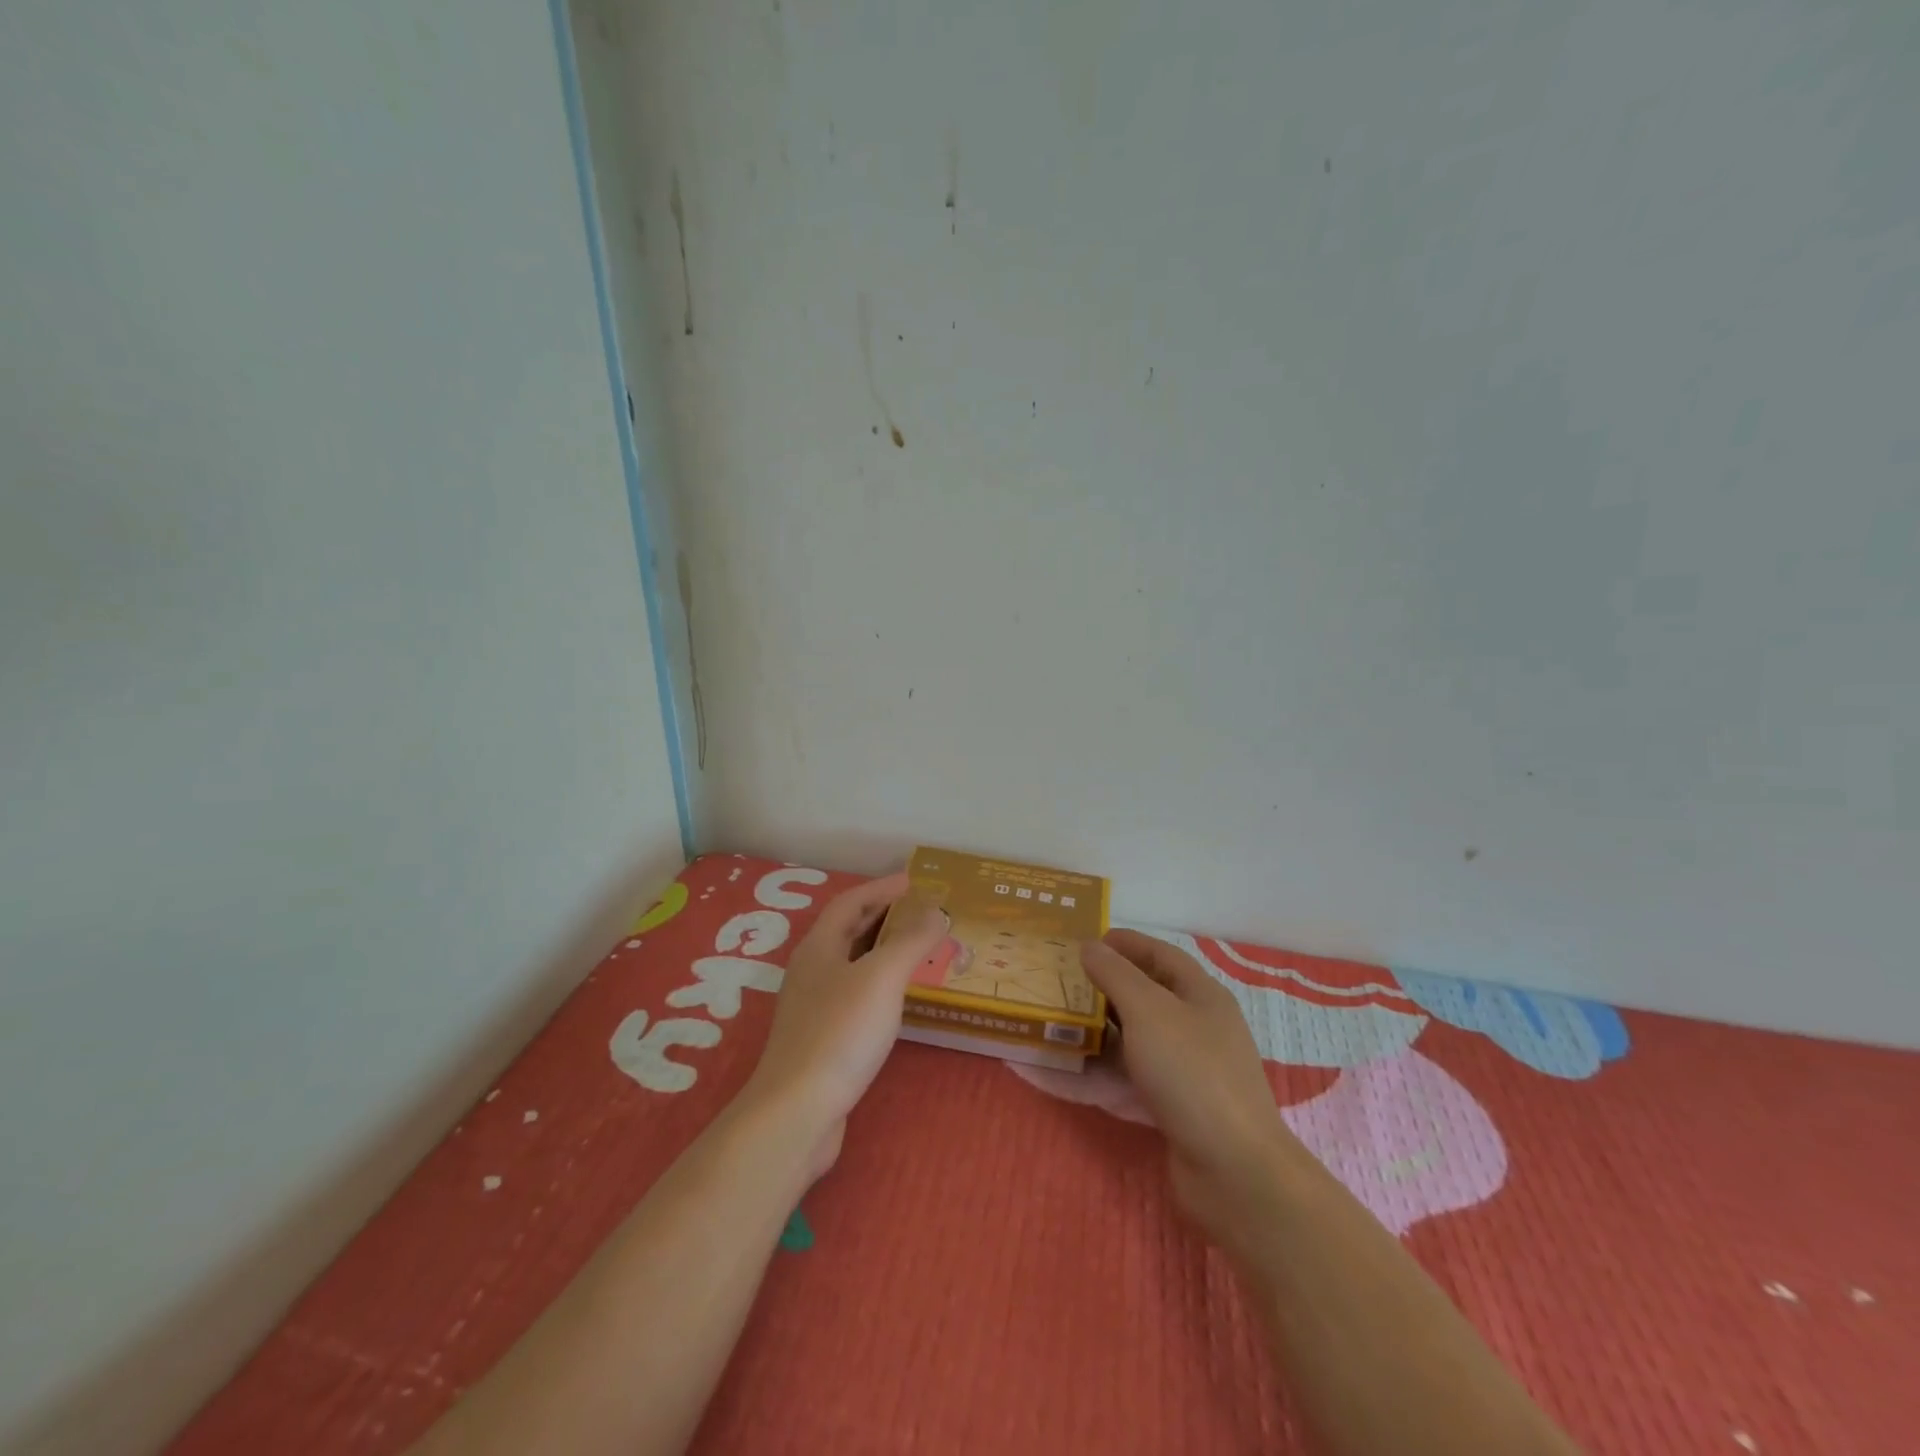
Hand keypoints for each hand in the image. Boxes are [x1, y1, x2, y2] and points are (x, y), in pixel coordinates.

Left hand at [743, 873, 947, 1179]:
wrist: (797, 1112)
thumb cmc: (840, 1032)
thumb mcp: (882, 977)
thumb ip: (910, 940)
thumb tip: (936, 911)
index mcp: (819, 947)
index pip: (850, 901)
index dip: (882, 887)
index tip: (915, 881)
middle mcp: (812, 971)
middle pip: (848, 930)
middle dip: (884, 915)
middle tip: (923, 911)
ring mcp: (813, 1007)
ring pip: (852, 964)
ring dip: (883, 950)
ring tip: (918, 948)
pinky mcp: (821, 1040)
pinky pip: (855, 995)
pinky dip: (880, 984)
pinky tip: (899, 999)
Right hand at [1081, 930, 1299, 1255]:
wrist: (1233, 1169)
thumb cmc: (1191, 1073)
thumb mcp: (1148, 1011)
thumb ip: (1116, 975)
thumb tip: (1090, 945)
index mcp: (1201, 995)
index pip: (1161, 954)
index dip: (1126, 943)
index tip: (1086, 942)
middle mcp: (1200, 1026)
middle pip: (1151, 994)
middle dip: (1109, 985)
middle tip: (1067, 982)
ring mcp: (1192, 1069)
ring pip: (1141, 1037)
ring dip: (1105, 1028)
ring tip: (1065, 1023)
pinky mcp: (1180, 1105)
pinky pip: (1137, 1075)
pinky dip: (1109, 1069)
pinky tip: (1079, 1071)